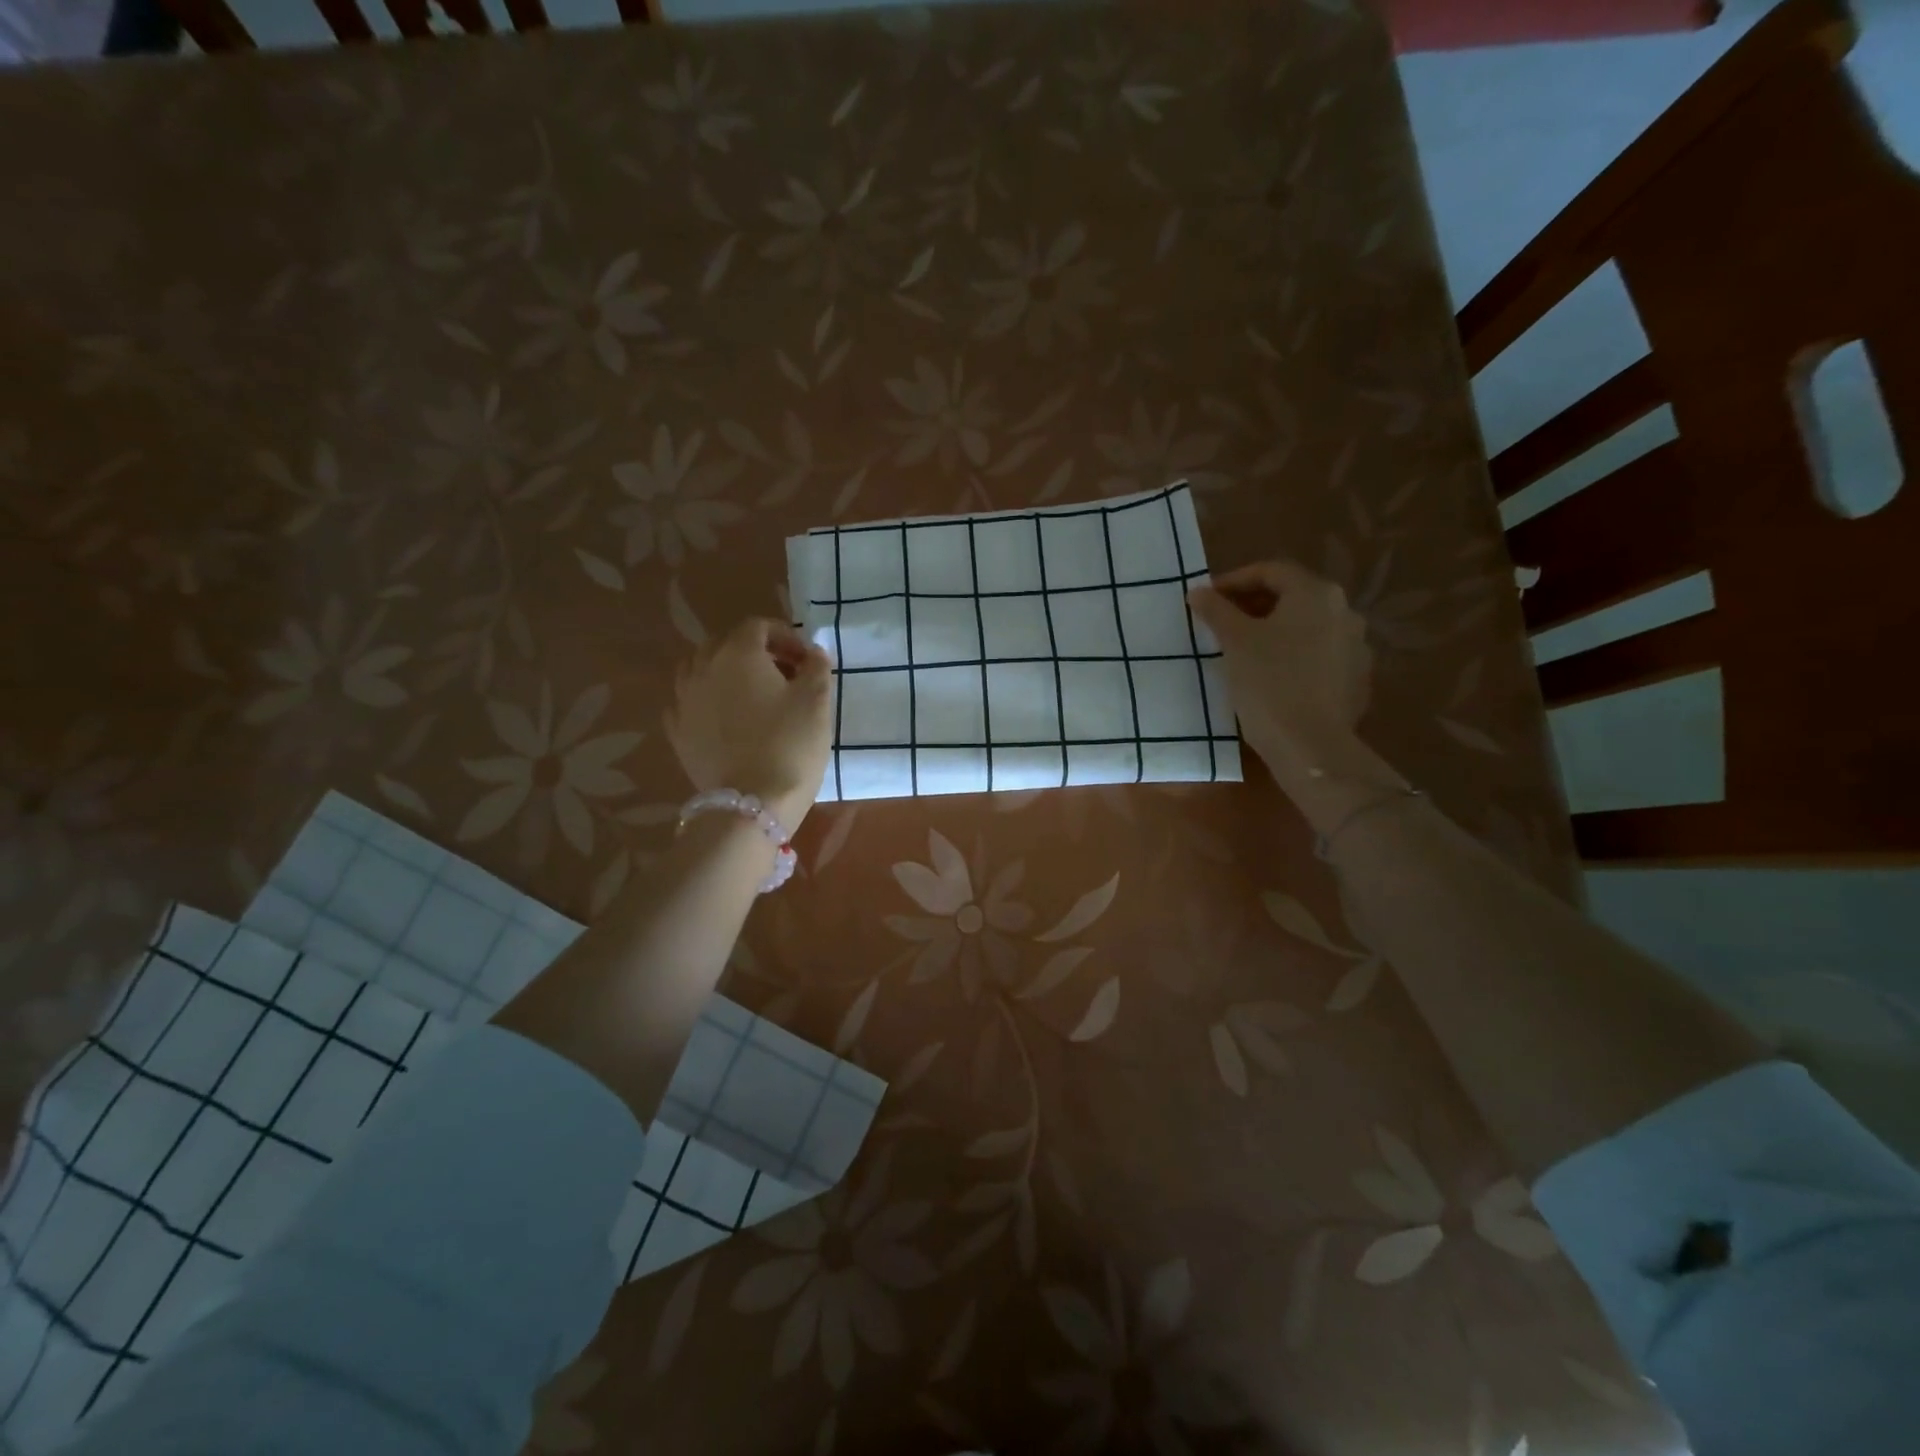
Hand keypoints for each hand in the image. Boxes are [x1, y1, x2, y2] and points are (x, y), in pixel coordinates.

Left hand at [665, 618, 833, 834]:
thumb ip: (816, 667)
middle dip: (756, 653)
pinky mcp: (677, 731)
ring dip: (727, 673)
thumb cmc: (790, 744)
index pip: (758, 626)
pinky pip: (690, 702)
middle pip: (726, 644)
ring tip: (753, 696)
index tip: (806, 660)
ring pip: (702, 670)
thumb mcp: (816, 701)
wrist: (752, 803)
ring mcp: (684, 700)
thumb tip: (813, 652)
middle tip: (784, 676)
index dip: (785, 636)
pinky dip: (708, 701)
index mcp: (738, 653)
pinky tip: (726, 719)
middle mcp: (703, 668)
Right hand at [1188, 561, 1376, 790]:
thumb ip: (1216, 610)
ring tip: (1243, 651)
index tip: (1207, 599)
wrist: (1311, 745)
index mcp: (1316, 594)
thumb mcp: (1234, 642)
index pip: (1272, 571)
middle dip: (1253, 605)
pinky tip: (1271, 676)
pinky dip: (1293, 655)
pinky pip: (1319, 655)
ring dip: (1274, 631)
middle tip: (1221, 623)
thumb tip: (1199, 591)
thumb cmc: (1269, 683)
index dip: (1234, 580)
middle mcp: (1344, 611)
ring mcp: (1356, 646)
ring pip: (1307, 627)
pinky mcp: (1356, 678)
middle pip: (1292, 596)